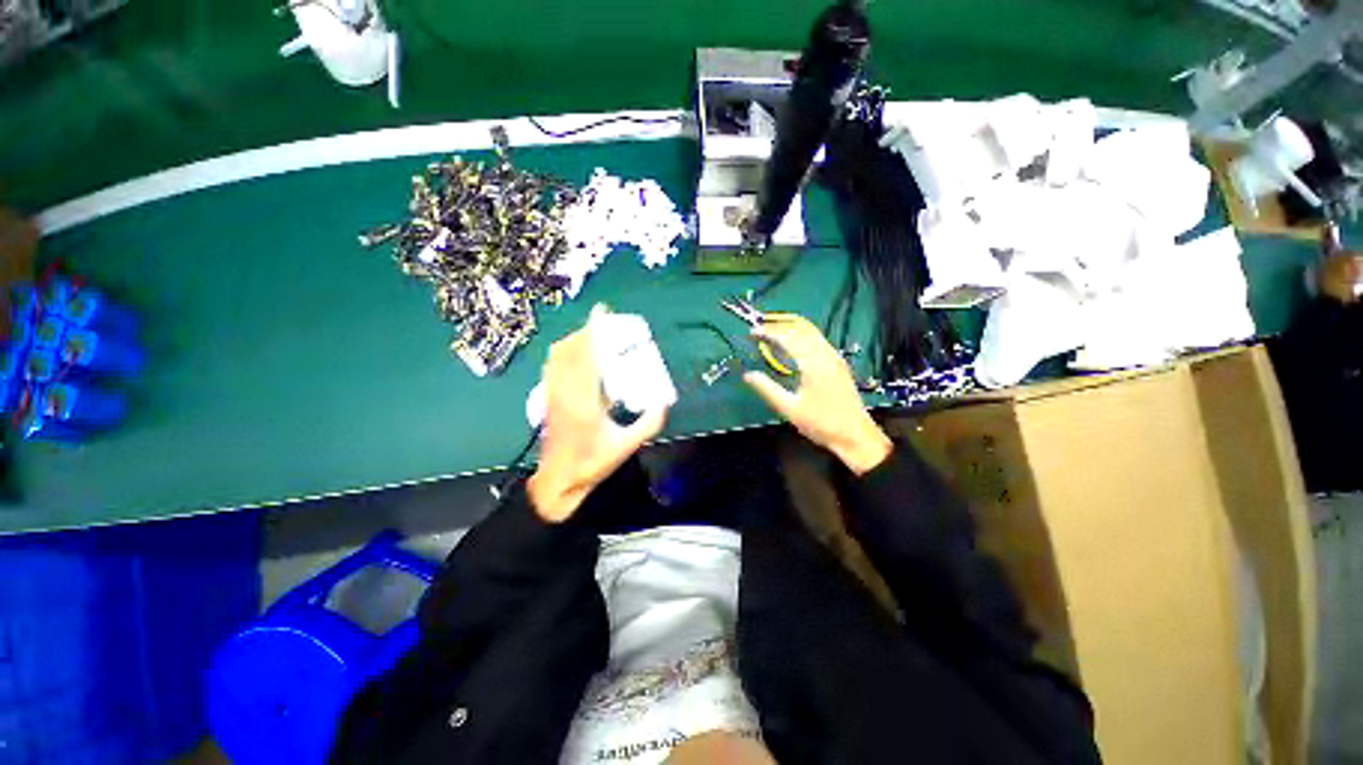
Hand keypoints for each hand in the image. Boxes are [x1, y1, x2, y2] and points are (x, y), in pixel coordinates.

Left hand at [527, 310, 667, 521]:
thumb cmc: (592, 464)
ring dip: (575, 339)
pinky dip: (565, 351)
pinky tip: (579, 356)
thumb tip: (664, 402)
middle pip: (570, 349)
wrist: (558, 480)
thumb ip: (649, 423)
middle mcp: (564, 392)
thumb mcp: (627, 446)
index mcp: (585, 402)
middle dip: (586, 331)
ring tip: (593, 336)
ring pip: (558, 354)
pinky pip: (553, 364)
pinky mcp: (548, 397)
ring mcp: (552, 393)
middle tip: (605, 324)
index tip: (601, 312)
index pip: (588, 357)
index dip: (594, 331)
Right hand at [743, 316, 891, 474]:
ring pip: (810, 332)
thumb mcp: (789, 408)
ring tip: (771, 332)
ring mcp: (834, 357)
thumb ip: (767, 389)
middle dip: (778, 326)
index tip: (752, 332)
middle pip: (800, 329)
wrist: (855, 435)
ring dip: (790, 328)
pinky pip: (817, 339)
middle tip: (759, 330)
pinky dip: (800, 335)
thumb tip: (747, 375)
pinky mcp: (838, 363)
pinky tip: (792, 344)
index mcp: (813, 364)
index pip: (788, 338)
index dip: (768, 332)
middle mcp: (826, 354)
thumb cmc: (821, 423)